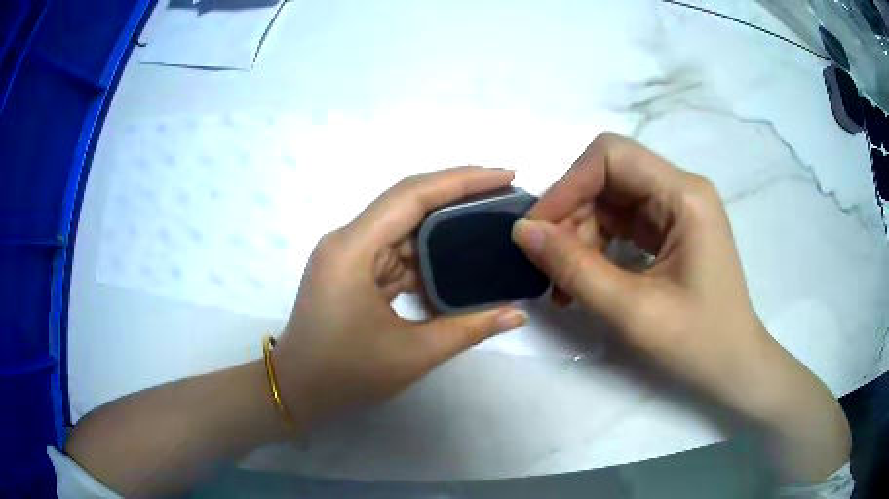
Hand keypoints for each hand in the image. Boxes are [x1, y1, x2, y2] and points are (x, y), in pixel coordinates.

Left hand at [272, 167, 528, 427]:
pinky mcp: (353, 270)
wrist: (297, 390)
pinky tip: (458, 258)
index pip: (412, 195)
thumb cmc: (346, 374)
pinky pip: (395, 251)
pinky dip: (427, 254)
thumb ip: (469, 329)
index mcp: (353, 249)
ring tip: (489, 220)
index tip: (505, 174)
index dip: (461, 179)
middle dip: (458, 193)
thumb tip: (518, 314)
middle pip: (407, 202)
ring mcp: (349, 255)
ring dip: (444, 225)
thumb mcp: (413, 354)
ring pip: (403, 226)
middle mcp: (348, 240)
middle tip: (505, 191)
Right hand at [511, 133, 848, 480]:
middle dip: (571, 213)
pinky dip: (595, 247)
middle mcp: (681, 191)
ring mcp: (676, 211)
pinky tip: (582, 280)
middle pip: (608, 176)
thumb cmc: (698, 343)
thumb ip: (576, 268)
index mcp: (685, 195)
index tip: (537, 229)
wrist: (734, 368)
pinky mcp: (670, 232)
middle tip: (545, 261)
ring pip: (610, 201)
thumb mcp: (633, 311)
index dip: (568, 185)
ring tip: (562, 283)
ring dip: (579, 235)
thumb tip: (523, 232)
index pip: (611, 156)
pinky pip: (621, 224)